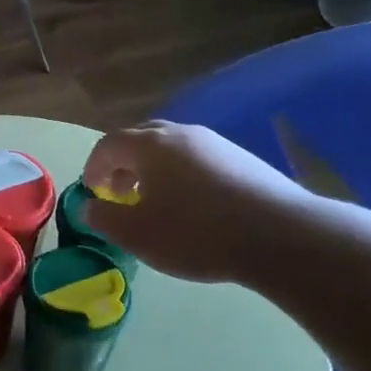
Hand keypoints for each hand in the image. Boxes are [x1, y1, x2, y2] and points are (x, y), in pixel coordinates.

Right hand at [80, 121, 307, 283]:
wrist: (281, 236)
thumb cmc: (196, 233)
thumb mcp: (138, 234)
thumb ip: (105, 218)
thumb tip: (90, 206)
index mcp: (149, 145)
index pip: (108, 145)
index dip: (94, 167)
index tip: (93, 192)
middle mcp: (180, 134)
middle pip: (141, 139)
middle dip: (124, 164)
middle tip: (121, 193)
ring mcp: (216, 143)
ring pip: (173, 148)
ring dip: (155, 170)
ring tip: (158, 202)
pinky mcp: (244, 159)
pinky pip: (199, 160)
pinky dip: (184, 176)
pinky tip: (195, 206)